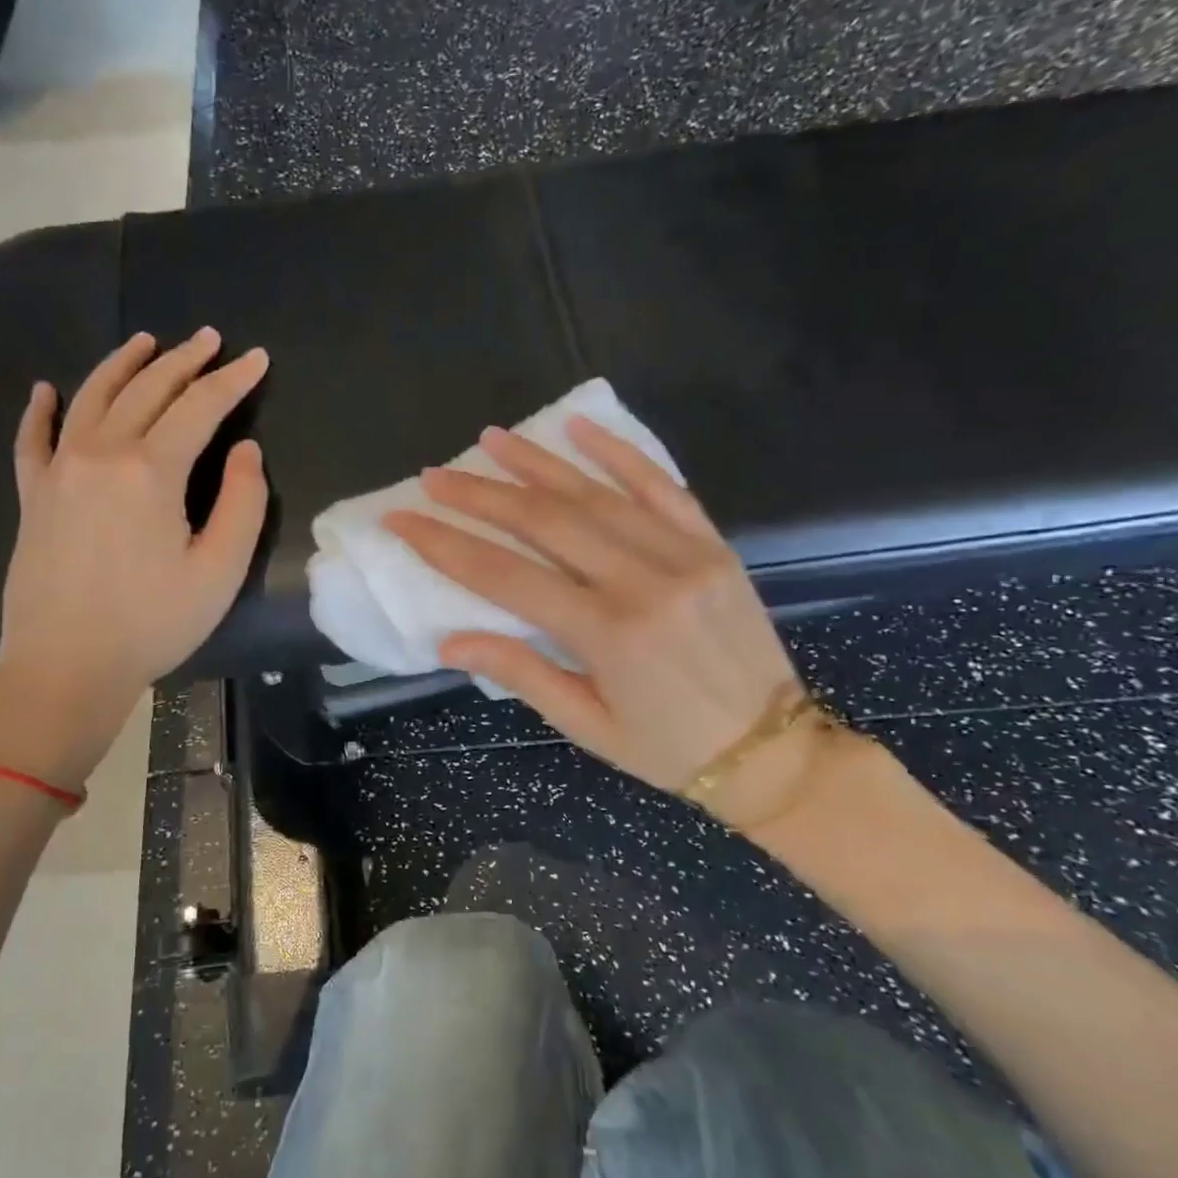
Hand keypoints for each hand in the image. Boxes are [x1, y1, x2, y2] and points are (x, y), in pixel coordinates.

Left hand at [0, 329, 269, 789]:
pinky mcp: (33, 495)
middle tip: (209, 338)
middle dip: (184, 360)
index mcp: (151, 471)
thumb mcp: (219, 571)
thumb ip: (242, 503)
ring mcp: (59, 470)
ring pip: (92, 397)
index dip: (232, 380)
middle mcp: (101, 453)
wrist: (65, 667)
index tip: (256, 358)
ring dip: (123, 365)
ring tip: (146, 342)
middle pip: (147, 390)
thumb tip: (244, 450)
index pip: (200, 407)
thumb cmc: (151, 624)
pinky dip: (41, 409)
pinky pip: (33, 438)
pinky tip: (46, 390)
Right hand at [383, 417, 803, 829]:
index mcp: (608, 634)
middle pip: (545, 522)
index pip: (506, 576)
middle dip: (482, 496)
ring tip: (491, 440)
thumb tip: (449, 640)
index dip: (447, 546)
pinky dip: (619, 453)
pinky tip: (580, 427)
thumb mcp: (587, 726)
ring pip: (597, 494)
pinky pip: (662, 487)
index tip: (404, 519)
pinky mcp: (712, 546)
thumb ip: (522, 673)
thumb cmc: (669, 749)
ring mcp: (684, 556)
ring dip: (537, 463)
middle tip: (436, 476)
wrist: (773, 750)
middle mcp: (643, 582)